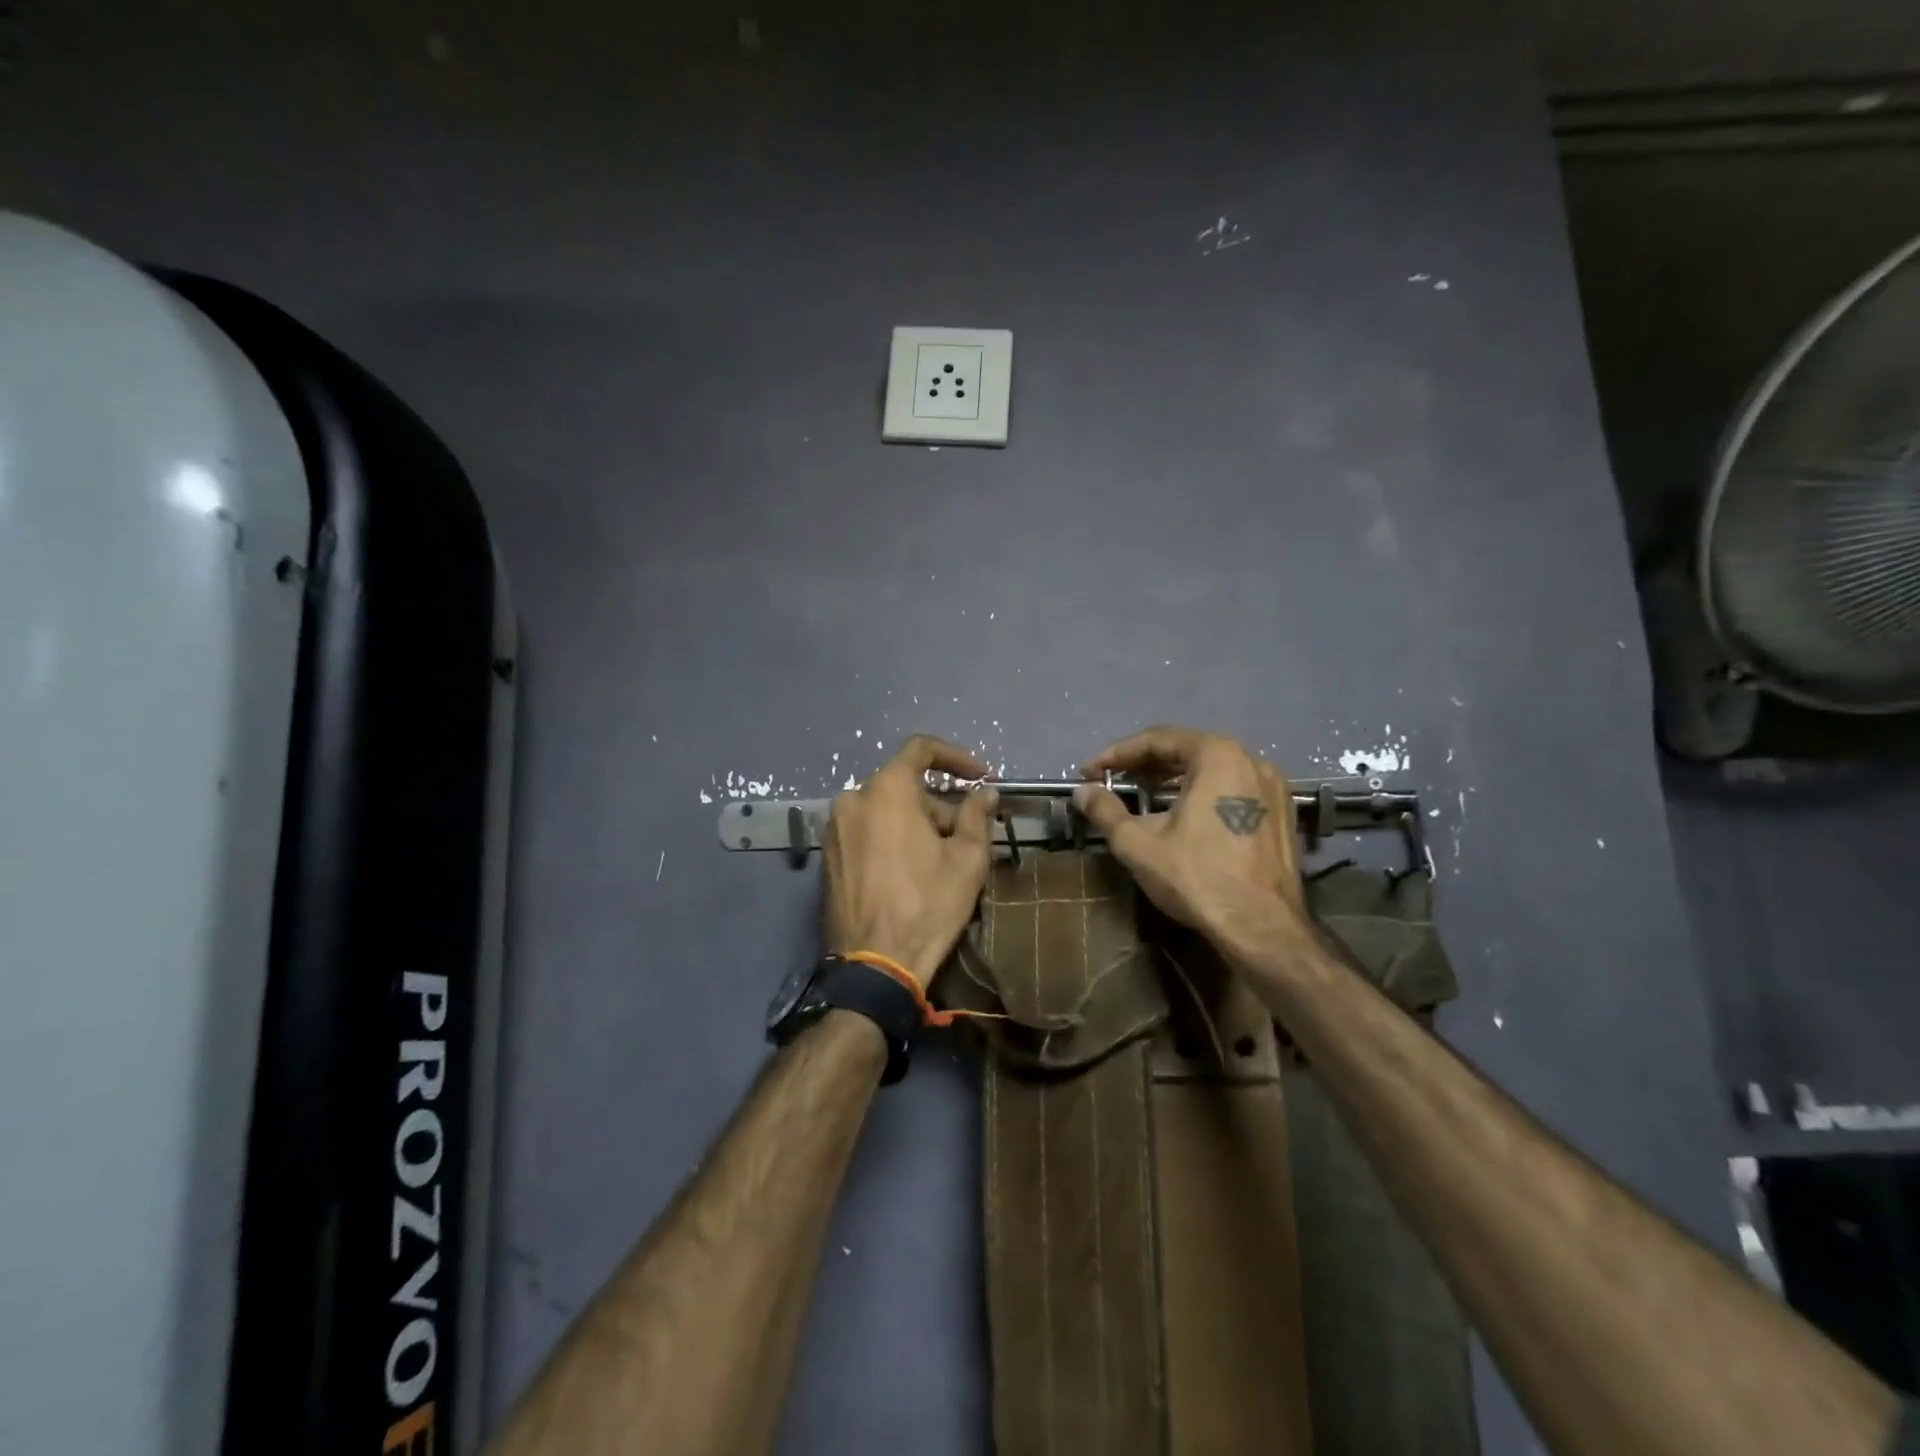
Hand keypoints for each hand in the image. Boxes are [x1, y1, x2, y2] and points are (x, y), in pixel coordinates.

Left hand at [823, 735, 999, 987]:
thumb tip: (985, 793)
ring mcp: (834, 828)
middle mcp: (852, 799)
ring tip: (940, 857)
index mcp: (885, 790)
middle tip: (965, 832)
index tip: (980, 777)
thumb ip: (976, 816)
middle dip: (938, 802)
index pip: (921, 749)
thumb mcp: (966, 860)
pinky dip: (890, 836)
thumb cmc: (927, 905)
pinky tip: (910, 869)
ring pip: (884, 809)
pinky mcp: (828, 856)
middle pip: (903, 784)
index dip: (956, 757)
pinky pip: (866, 830)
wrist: (875, 965)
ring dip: (915, 822)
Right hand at [1072, 726, 1306, 946]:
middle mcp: (1250, 759)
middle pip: (1186, 750)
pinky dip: (1201, 793)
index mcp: (1217, 755)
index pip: (1157, 740)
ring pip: (1211, 770)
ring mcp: (1272, 787)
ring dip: (1172, 779)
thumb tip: (1082, 792)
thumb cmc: (1198, 877)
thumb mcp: (1138, 844)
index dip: (1116, 755)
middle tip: (1111, 781)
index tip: (1089, 772)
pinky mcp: (1281, 813)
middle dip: (1144, 765)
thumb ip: (1106, 810)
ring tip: (1141, 796)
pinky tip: (1181, 815)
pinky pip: (1232, 789)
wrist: (1263, 929)